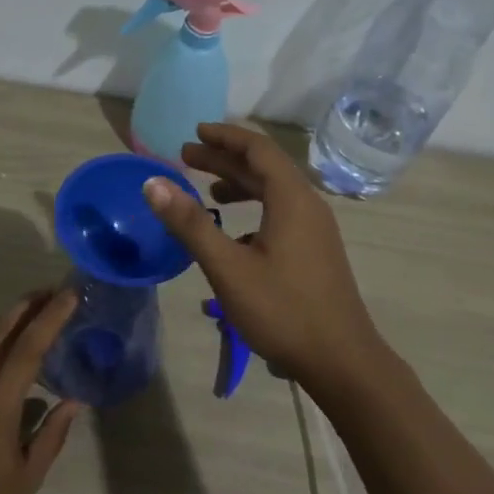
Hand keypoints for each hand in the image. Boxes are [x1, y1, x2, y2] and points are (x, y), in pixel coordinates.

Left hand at [0, 290, 81, 493]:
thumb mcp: (25, 480)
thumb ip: (51, 436)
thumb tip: (73, 402)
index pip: (28, 348)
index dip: (51, 317)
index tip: (70, 294)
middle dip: (26, 305)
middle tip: (51, 291)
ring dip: (9, 321)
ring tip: (35, 314)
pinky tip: (7, 353)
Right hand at [144, 122, 384, 390]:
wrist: (341, 361)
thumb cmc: (282, 310)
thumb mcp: (228, 267)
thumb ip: (191, 223)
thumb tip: (153, 183)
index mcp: (292, 199)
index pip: (257, 149)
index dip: (225, 137)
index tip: (194, 132)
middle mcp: (308, 205)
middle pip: (265, 167)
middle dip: (225, 159)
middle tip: (186, 157)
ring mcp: (316, 229)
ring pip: (274, 192)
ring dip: (240, 184)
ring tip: (207, 190)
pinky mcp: (315, 250)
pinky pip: (281, 213)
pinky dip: (253, 208)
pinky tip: (234, 232)